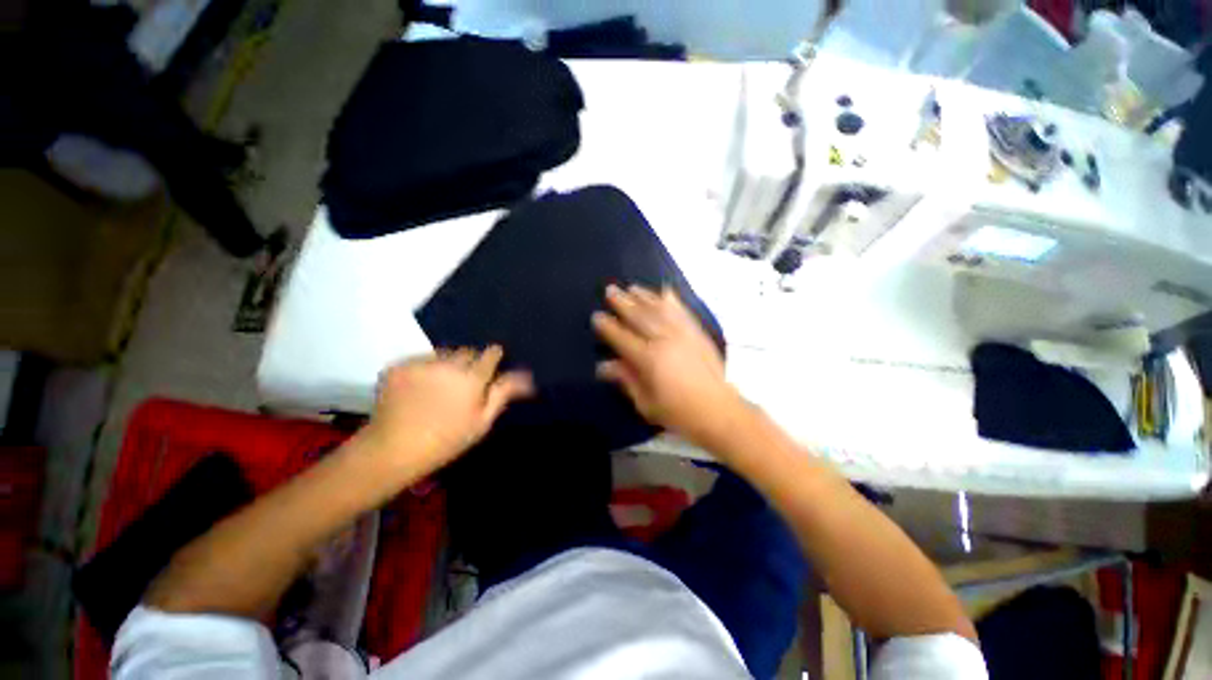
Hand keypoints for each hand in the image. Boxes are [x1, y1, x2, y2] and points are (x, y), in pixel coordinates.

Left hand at [362, 346, 533, 473]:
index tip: (489, 369)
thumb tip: (527, 376)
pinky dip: (424, 368)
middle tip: (463, 384)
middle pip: (468, 351)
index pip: (491, 353)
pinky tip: (418, 388)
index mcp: (472, 378)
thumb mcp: (482, 421)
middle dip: (470, 362)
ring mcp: (421, 363)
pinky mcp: (399, 366)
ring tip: (439, 386)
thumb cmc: (446, 440)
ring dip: (447, 364)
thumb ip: (503, 393)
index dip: (493, 359)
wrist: (392, 450)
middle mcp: (448, 364)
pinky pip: (420, 359)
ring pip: (443, 353)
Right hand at [592, 285, 746, 449]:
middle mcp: (664, 340)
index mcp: (648, 359)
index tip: (597, 316)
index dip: (608, 326)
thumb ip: (626, 379)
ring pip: (659, 309)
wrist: (719, 411)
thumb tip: (603, 366)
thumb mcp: (646, 403)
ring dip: (644, 297)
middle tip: (611, 290)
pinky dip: (672, 300)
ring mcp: (683, 334)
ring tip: (632, 288)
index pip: (622, 337)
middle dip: (623, 303)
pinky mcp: (697, 333)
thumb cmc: (679, 413)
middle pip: (639, 317)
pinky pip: (682, 311)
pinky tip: (665, 291)